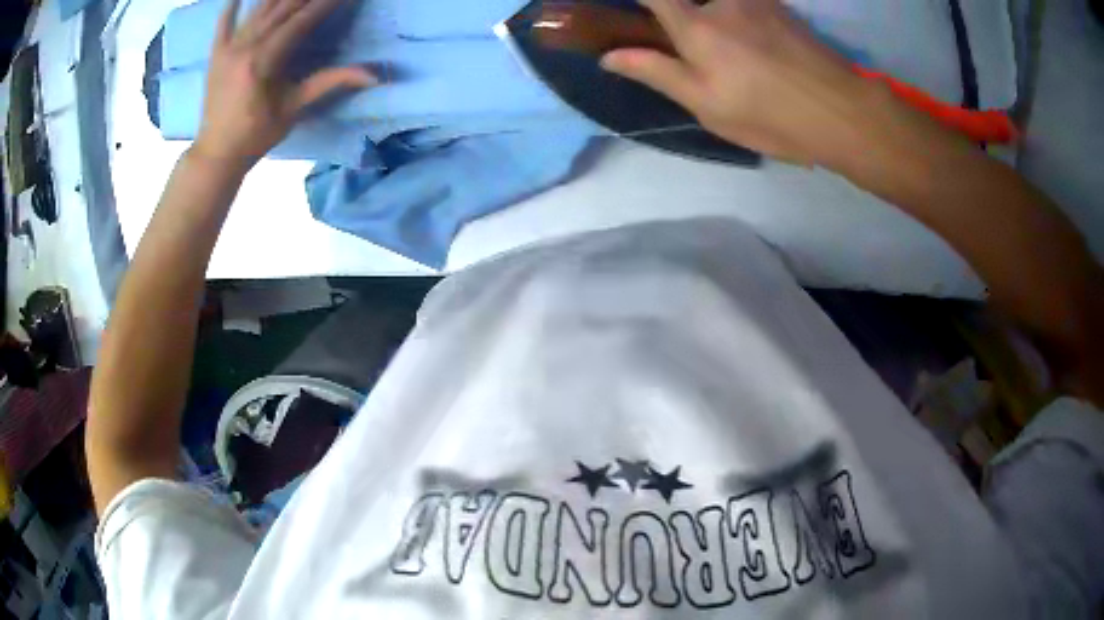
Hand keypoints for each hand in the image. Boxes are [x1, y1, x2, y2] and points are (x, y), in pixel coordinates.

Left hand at [192, 0, 375, 166]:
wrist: (216, 154)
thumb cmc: (256, 134)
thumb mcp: (294, 108)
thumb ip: (330, 83)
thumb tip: (373, 75)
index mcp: (264, 60)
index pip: (302, 20)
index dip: (326, 3)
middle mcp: (245, 46)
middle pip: (281, 8)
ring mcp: (228, 48)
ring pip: (257, 10)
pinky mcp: (216, 54)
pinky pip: (223, 24)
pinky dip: (231, 7)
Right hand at [602, 0, 872, 164]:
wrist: (841, 110)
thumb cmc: (769, 115)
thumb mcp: (707, 106)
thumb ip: (657, 72)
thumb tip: (609, 56)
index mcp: (696, 27)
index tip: (631, 10)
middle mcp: (722, 2)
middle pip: (687, 1)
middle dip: (679, 16)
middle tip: (690, 49)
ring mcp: (754, 0)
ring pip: (719, 5)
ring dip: (711, 17)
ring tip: (732, 58)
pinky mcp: (779, 5)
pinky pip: (744, 4)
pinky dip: (736, 15)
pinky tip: (754, 46)